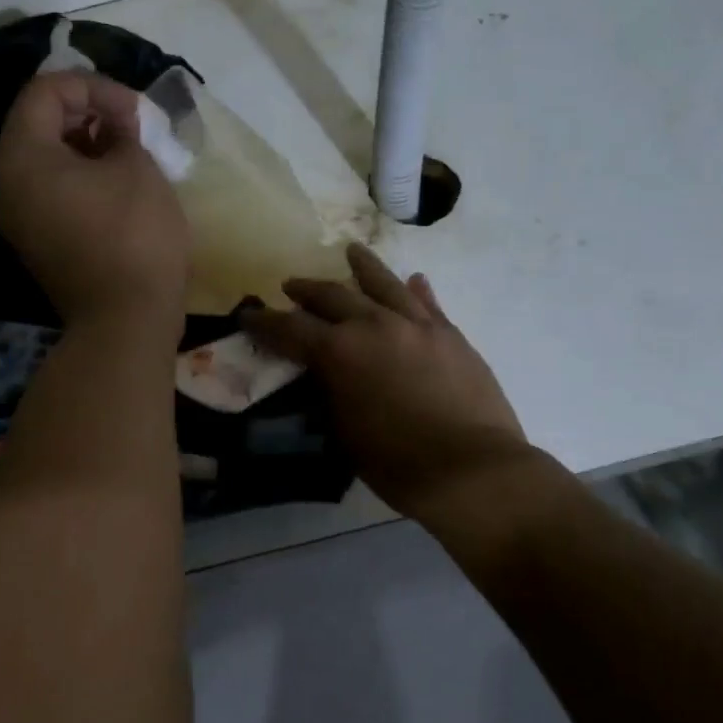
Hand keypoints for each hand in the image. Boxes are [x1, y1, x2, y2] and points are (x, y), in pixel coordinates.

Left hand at [0, 72, 189, 338]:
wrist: (125, 321)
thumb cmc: (134, 236)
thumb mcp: (137, 167)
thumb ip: (122, 129)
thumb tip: (115, 125)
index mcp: (21, 157)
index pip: (45, 91)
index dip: (94, 86)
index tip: (134, 110)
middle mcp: (5, 185)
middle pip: (38, 124)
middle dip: (89, 114)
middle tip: (133, 127)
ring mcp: (17, 219)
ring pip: (45, 160)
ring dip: (86, 146)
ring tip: (130, 154)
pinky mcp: (35, 244)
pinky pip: (50, 193)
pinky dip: (80, 178)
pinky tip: (117, 186)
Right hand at [243, 243, 535, 523]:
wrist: (473, 470)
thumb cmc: (398, 463)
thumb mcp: (344, 433)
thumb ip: (330, 393)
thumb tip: (325, 373)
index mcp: (340, 353)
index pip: (291, 329)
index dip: (265, 323)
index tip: (249, 315)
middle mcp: (375, 326)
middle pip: (333, 297)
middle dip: (307, 290)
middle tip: (291, 286)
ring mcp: (417, 326)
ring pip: (384, 284)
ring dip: (363, 267)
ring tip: (351, 252)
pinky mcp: (451, 335)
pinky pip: (428, 303)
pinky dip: (416, 290)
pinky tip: (414, 279)